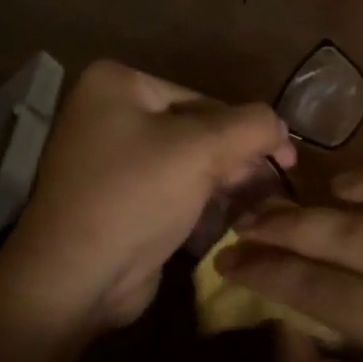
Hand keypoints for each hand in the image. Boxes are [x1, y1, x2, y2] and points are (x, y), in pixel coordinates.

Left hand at [0, 60, 294, 336]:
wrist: (76, 277)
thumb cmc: (135, 197)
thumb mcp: (201, 150)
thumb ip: (251, 126)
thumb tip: (281, 125)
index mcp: (116, 84)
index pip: (203, 98)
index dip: (248, 128)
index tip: (286, 160)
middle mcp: (108, 112)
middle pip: (195, 127)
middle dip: (236, 155)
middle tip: (276, 183)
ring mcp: (109, 157)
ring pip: (185, 159)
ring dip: (224, 177)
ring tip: (260, 200)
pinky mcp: (117, 196)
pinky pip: (169, 186)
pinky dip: (199, 196)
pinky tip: (230, 213)